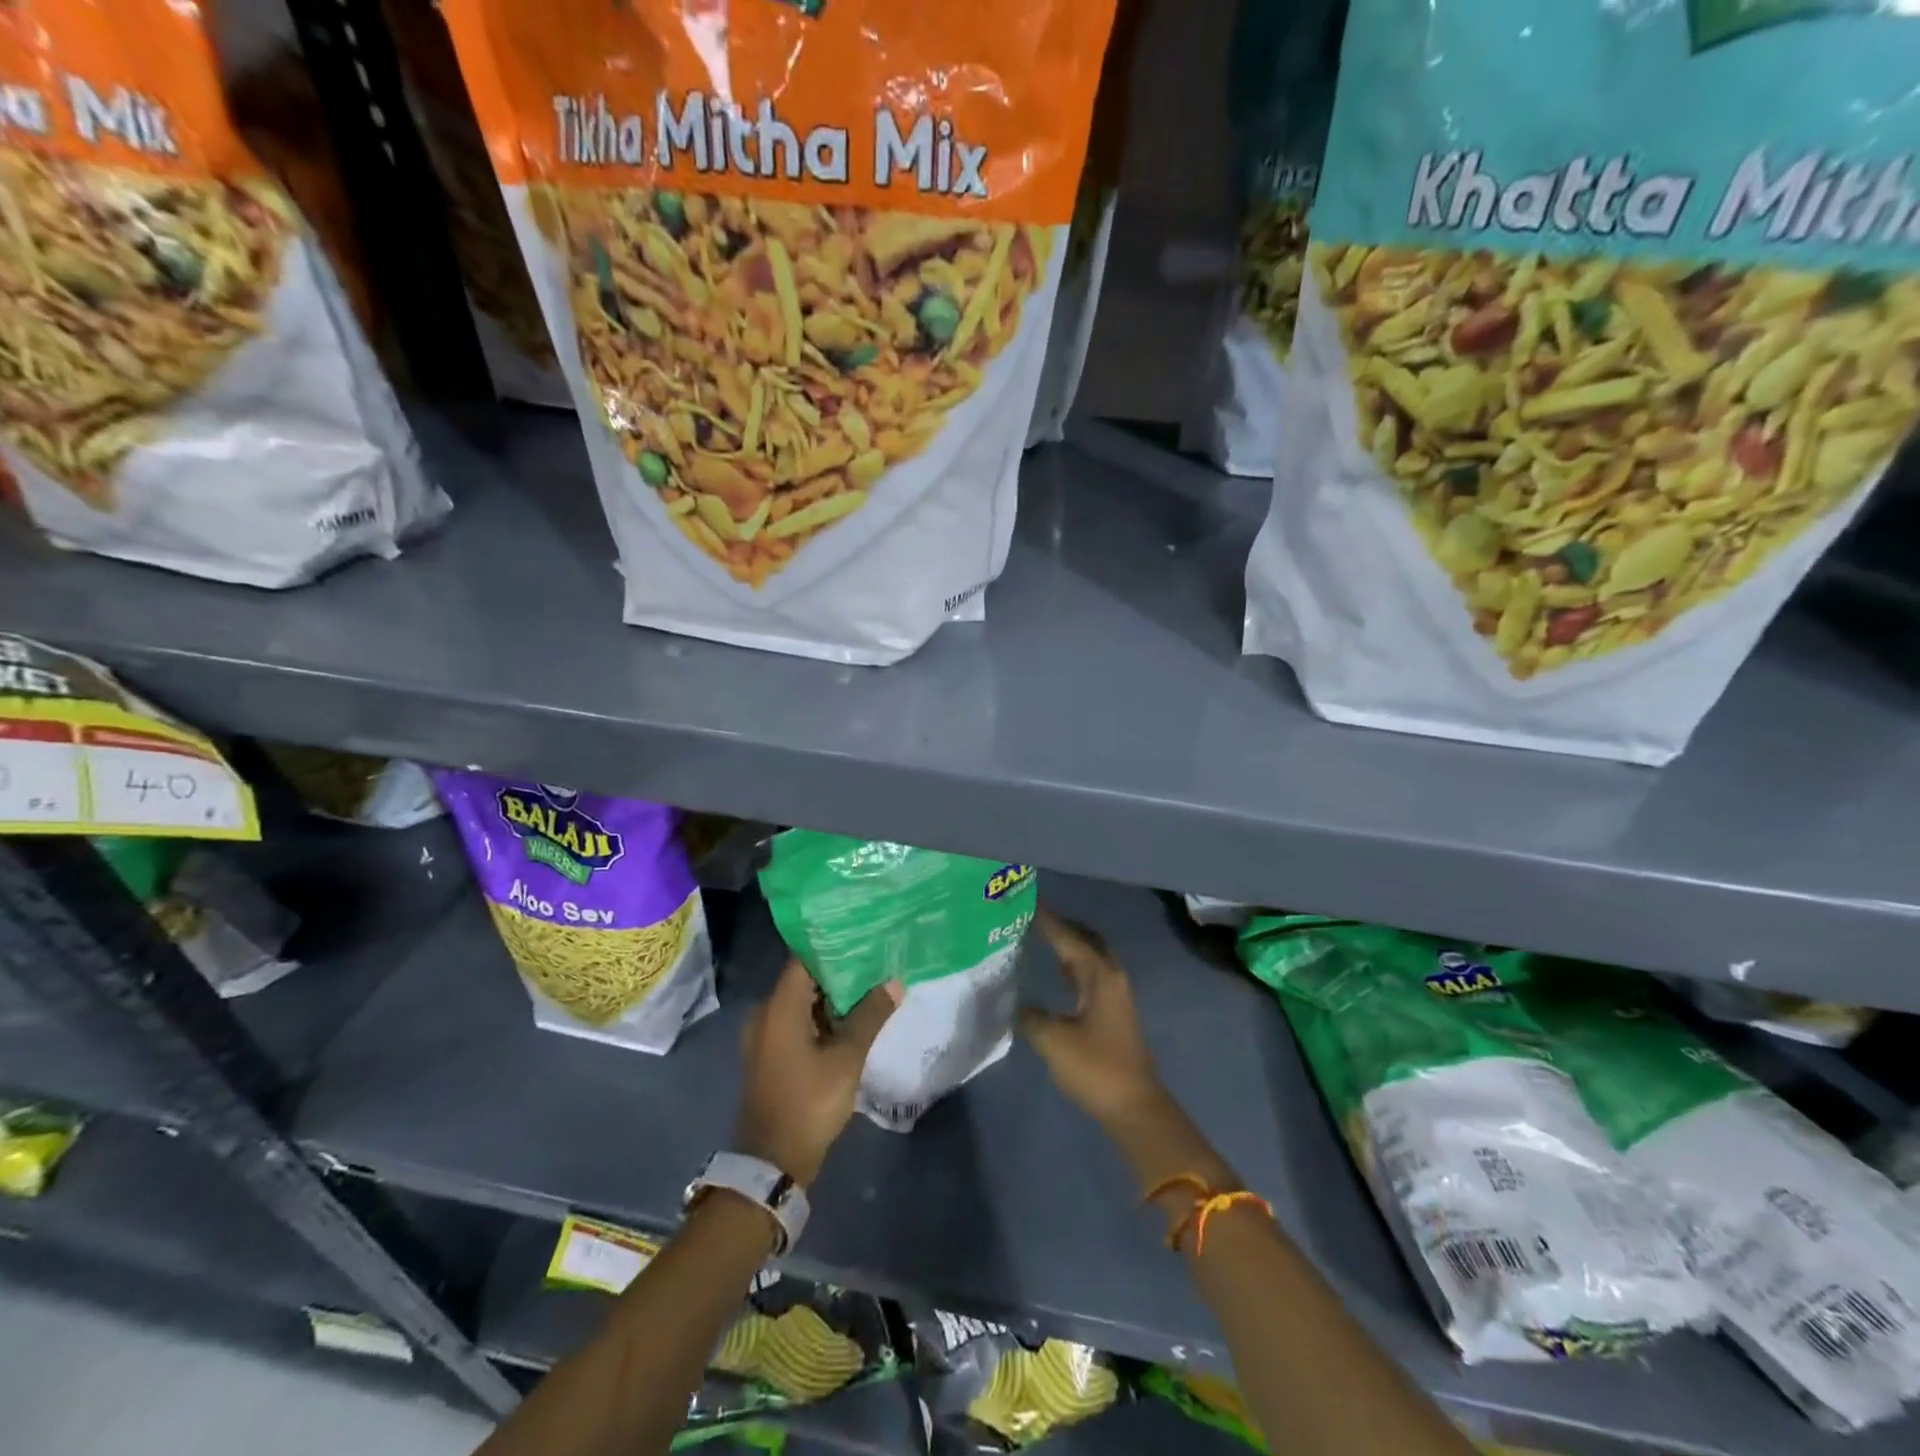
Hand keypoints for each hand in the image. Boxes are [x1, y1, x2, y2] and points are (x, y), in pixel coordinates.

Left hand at [735, 957, 899, 1186]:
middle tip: (876, 957)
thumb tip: (894, 982)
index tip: (862, 934)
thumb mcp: (846, 1058)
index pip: (804, 958)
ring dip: (833, 995)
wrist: (772, 1163)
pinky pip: (798, 1022)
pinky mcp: (773, 1055)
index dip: (832, 944)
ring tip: (871, 982)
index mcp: (779, 1007)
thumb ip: (870, 1016)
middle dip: (839, 969)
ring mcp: (767, 1036)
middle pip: (804, 978)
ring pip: (803, 1002)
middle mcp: (766, 1014)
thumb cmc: (809, 1102)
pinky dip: (822, 1016)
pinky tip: (852, 1017)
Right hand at [1019, 907, 1166, 1129]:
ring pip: (1091, 957)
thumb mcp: (1053, 1041)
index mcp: (1100, 975)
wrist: (1134, 1107)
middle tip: (1032, 918)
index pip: (1069, 937)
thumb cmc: (1095, 1068)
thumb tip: (1017, 1003)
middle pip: (1086, 939)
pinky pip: (1092, 975)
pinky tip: (1058, 975)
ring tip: (1039, 939)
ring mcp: (1116, 994)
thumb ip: (1030, 1016)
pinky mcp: (1114, 1012)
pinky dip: (1074, 966)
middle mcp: (1111, 976)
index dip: (1047, 920)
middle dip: (1062, 926)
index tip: (1025, 903)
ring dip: (1069, 946)